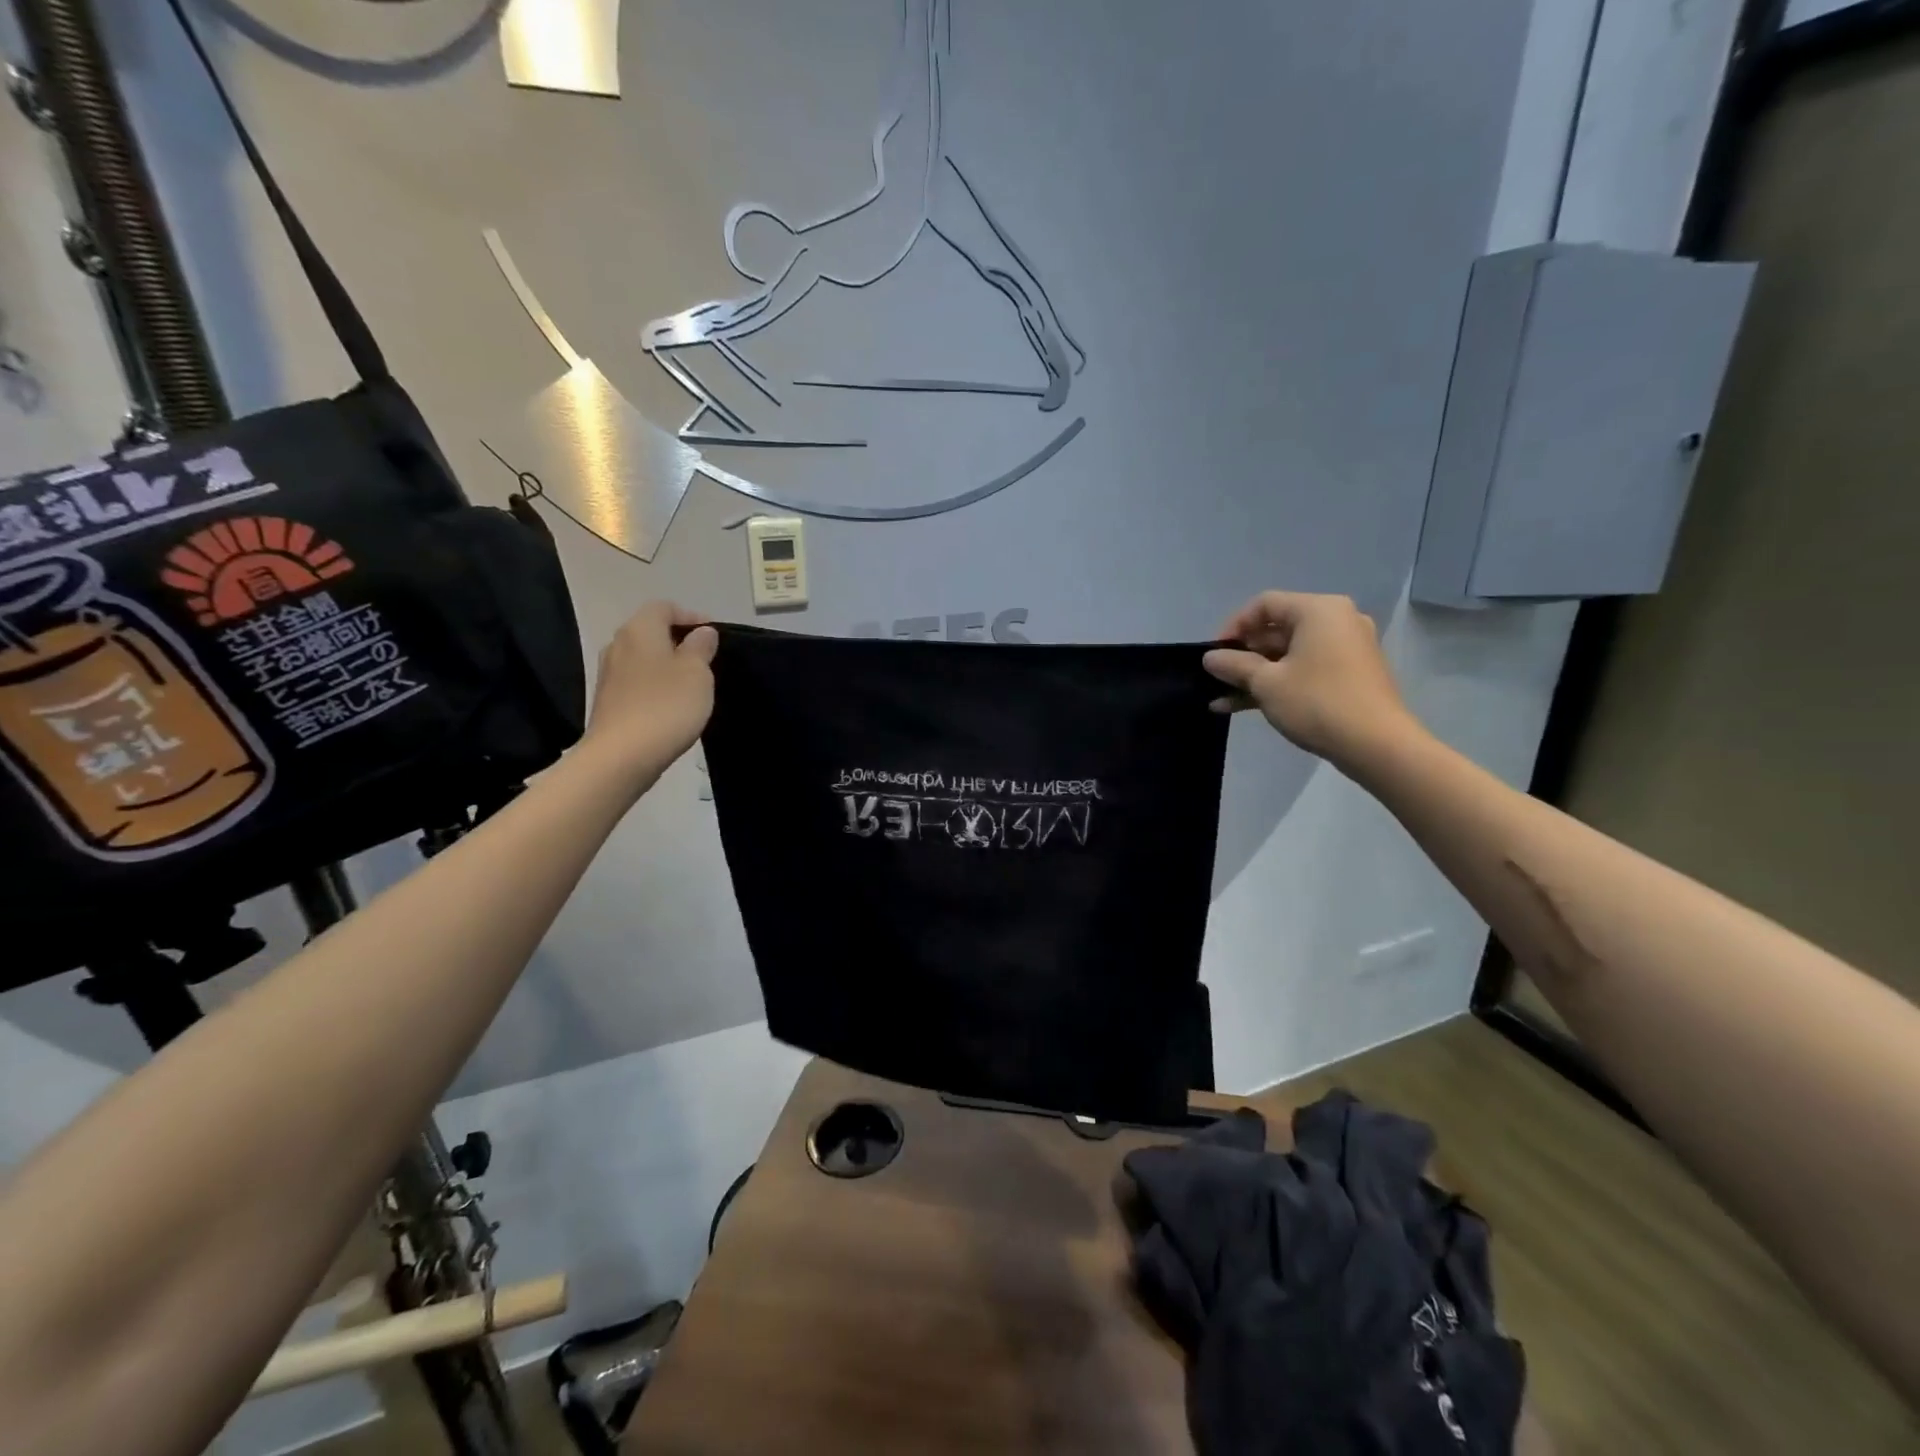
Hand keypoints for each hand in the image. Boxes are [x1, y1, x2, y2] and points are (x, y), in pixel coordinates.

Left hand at [581, 602, 717, 786]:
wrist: (622, 756)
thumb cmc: (666, 706)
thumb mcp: (697, 673)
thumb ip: (701, 647)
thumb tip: (701, 632)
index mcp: (640, 629)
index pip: (665, 607)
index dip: (691, 616)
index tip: (714, 635)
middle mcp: (618, 644)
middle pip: (650, 631)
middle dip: (678, 640)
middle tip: (705, 659)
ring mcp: (609, 674)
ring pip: (643, 658)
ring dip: (666, 664)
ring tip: (691, 683)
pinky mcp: (608, 701)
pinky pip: (636, 682)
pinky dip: (655, 685)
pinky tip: (671, 704)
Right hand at [1203, 591, 1419, 767]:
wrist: (1377, 745)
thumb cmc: (1317, 702)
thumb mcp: (1266, 683)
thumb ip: (1234, 665)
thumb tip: (1210, 658)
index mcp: (1318, 610)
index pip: (1264, 605)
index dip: (1233, 627)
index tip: (1214, 655)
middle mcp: (1336, 621)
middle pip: (1276, 630)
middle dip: (1242, 657)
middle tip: (1216, 679)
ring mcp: (1345, 649)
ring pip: (1287, 655)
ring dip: (1254, 676)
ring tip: (1220, 699)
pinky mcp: (1348, 675)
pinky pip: (1304, 670)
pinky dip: (1277, 684)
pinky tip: (1243, 707)